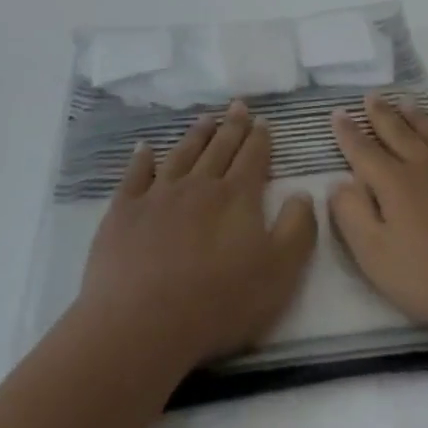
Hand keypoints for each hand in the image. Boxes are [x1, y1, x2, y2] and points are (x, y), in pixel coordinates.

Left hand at [77, 100, 317, 375]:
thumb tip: (303, 193)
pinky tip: (145, 148)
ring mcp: (158, 195)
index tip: (262, 121)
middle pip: (219, 148)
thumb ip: (297, 229)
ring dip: (196, 135)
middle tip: (237, 105)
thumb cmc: (219, 301)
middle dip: (232, 126)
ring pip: (182, 154)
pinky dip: (142, 158)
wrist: (142, 322)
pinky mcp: (124, 211)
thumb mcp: (279, 272)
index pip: (253, 157)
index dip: (260, 139)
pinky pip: (135, 175)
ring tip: (205, 118)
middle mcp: (199, 185)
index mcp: (237, 197)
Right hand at [328, 93, 427, 342]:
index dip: (348, 133)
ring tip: (407, 102)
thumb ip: (353, 217)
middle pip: (399, 133)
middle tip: (372, 96)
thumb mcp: (378, 258)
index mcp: (395, 184)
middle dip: (382, 115)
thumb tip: (338, 183)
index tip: (338, 113)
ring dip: (419, 117)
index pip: (364, 152)